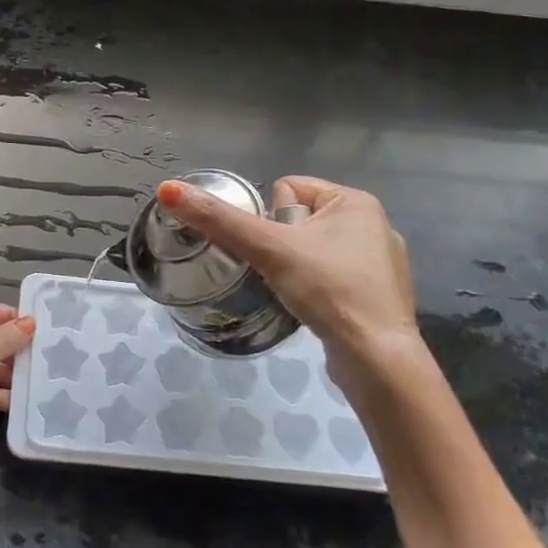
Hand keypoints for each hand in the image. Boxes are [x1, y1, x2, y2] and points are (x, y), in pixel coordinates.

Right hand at [156, 176, 425, 385]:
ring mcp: (381, 261)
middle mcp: (374, 223)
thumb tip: (166, 188)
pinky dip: (319, 289)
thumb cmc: (327, 290)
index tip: (278, 250)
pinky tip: (317, 309)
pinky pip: (332, 276)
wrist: (376, 359)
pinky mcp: (379, 295)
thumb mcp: (267, 248)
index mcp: (356, 201)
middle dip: (283, 246)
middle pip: (298, 219)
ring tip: (300, 294)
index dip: (271, 220)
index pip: (288, 188)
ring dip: (298, 268)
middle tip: (286, 274)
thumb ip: (218, 219)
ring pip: (313, 250)